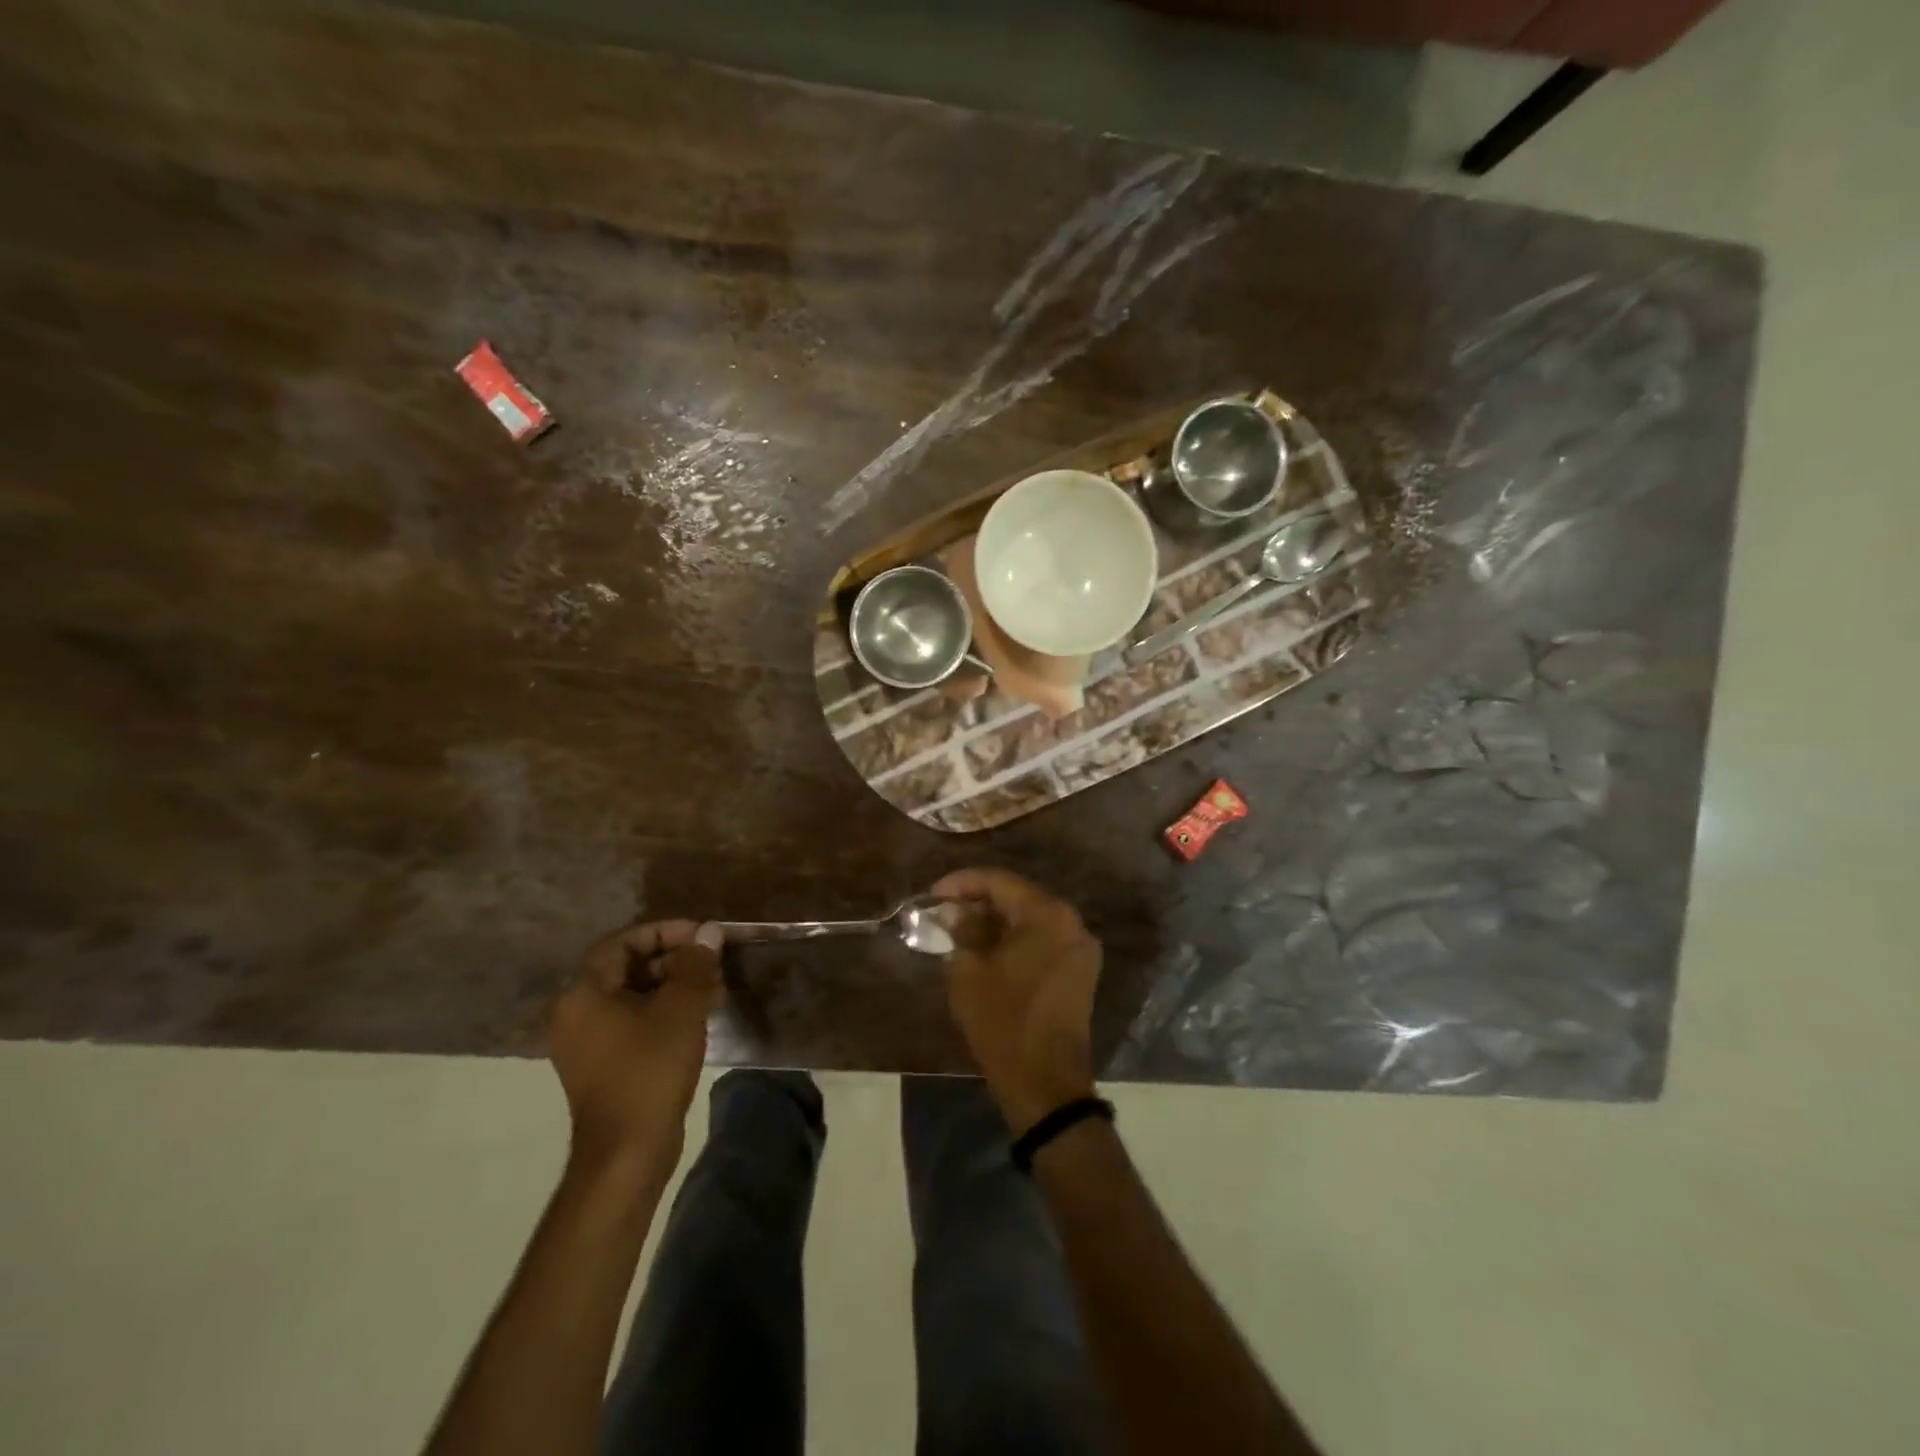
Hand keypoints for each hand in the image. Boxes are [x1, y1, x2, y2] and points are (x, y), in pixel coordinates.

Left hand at [551, 920, 722, 1180]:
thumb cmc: (650, 1069)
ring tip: (717, 989)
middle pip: (629, 967)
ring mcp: (589, 1042)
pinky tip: (702, 1016)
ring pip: (636, 995)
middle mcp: (578, 1012)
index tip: (703, 935)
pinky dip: (666, 1012)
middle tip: (715, 962)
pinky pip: (635, 1022)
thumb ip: (695, 964)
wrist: (627, 1152)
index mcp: (585, 993)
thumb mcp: (681, 1009)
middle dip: (676, 960)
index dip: (666, 931)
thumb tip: (709, 931)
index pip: (624, 941)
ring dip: (676, 986)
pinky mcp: (605, 1065)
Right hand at [932, 868, 1101, 1134]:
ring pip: (1030, 919)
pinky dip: (1014, 939)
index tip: (932, 895)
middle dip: (978, 901)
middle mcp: (1071, 922)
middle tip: (943, 912)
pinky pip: (1042, 940)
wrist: (1047, 1085)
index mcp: (1048, 915)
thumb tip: (956, 913)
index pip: (1000, 881)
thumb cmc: (1004, 1022)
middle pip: (1018, 897)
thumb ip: (962, 931)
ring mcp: (1079, 948)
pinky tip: (986, 949)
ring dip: (995, 921)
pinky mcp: (1079, 971)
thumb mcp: (969, 972)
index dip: (962, 883)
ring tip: (958, 930)